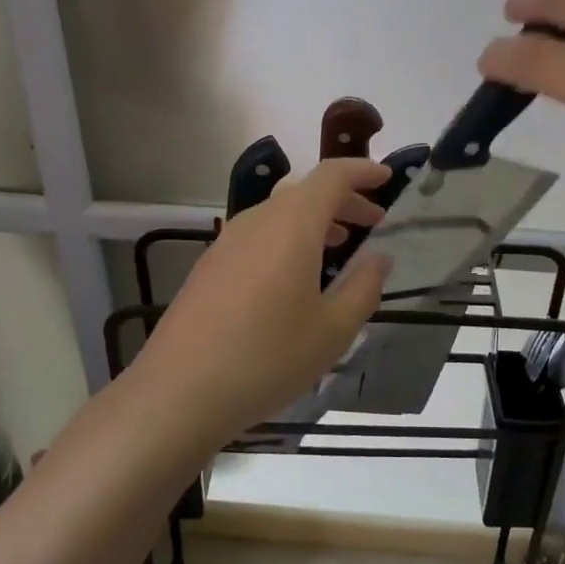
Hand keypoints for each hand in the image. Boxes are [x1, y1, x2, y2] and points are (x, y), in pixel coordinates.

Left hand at [133, 159, 392, 440]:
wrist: (178, 392)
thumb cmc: (267, 358)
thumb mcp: (332, 330)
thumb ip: (363, 287)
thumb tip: (379, 259)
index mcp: (292, 225)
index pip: (331, 176)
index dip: (361, 171)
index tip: (387, 177)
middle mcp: (258, 220)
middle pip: (306, 192)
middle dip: (344, 200)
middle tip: (374, 220)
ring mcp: (227, 241)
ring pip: (280, 213)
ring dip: (315, 220)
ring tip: (339, 245)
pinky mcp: (210, 266)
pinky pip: (259, 234)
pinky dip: (288, 238)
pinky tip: (295, 276)